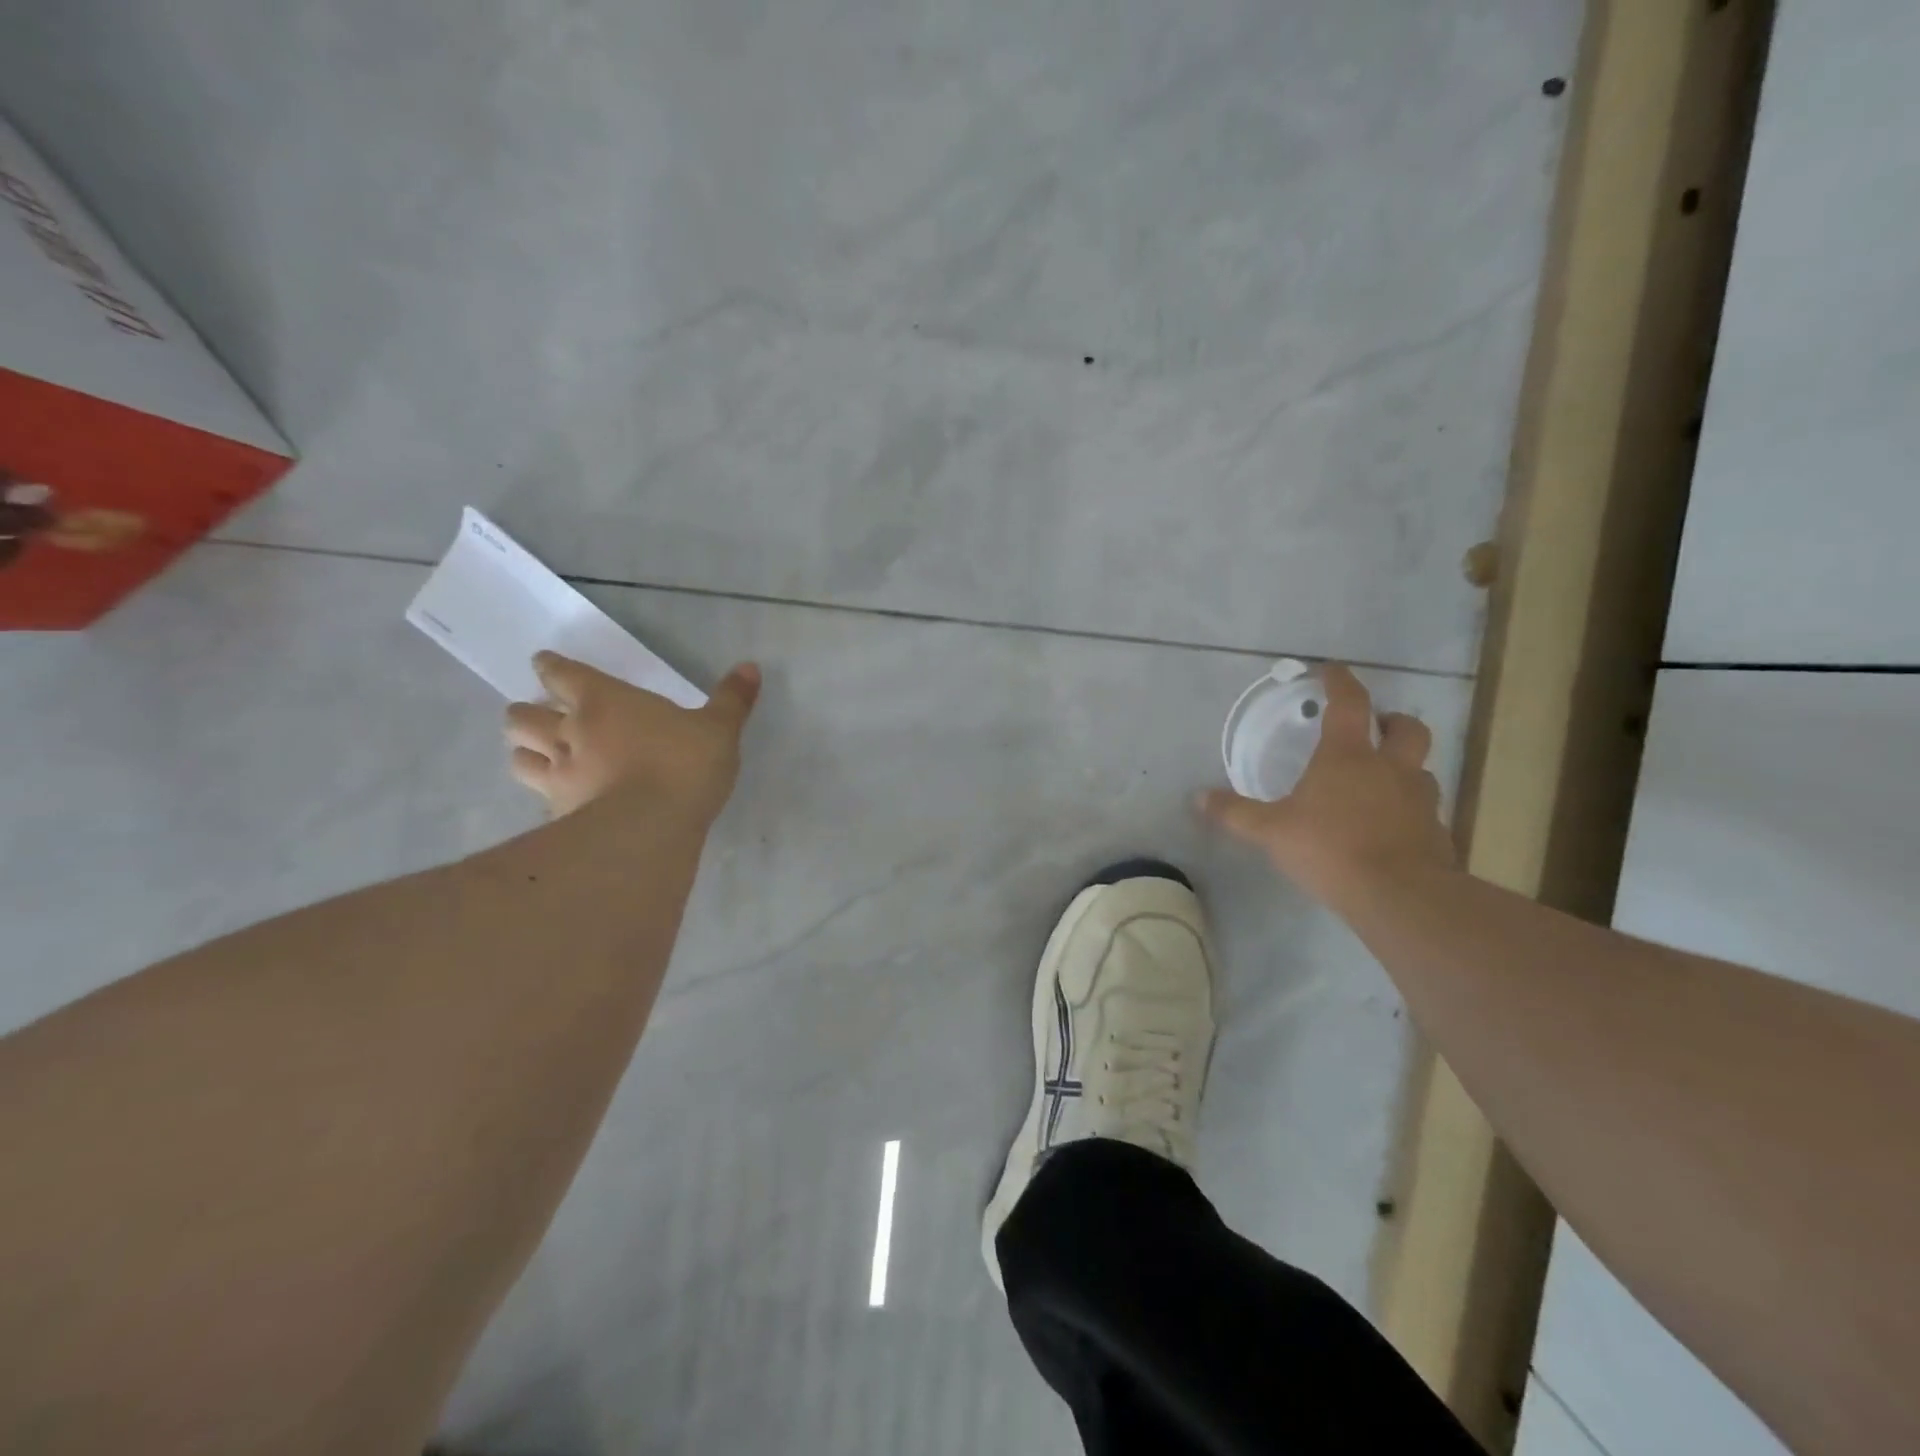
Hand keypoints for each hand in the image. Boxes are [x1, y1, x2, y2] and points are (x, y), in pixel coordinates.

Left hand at [504, 653, 760, 822]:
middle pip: (522, 715)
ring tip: (540, 755)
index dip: (551, 667)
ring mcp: (558, 776)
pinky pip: (538, 799)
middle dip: (527, 712)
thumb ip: (732, 699)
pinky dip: (545, 796)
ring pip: (519, 756)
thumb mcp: (719, 728)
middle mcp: (569, 733)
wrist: (649, 829)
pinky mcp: (558, 814)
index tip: (546, 664)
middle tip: (543, 716)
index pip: (561, 673)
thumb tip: (750, 667)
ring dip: (526, 751)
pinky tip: (562, 802)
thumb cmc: (682, 765)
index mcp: (603, 701)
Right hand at [1200, 665, 1454, 907]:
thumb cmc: (1330, 849)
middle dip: (1392, 722)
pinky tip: (1389, 830)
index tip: (1330, 670)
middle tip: (1373, 731)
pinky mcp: (1436, 833)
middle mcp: (1391, 768)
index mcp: (1348, 756)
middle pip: (1407, 728)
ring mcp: (1420, 800)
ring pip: (1420, 770)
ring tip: (1379, 786)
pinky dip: (1408, 811)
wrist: (1399, 897)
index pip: (1349, 702)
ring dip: (1403, 768)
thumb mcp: (1271, 831)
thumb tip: (1198, 798)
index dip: (1340, 681)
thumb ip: (1235, 813)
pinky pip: (1424, 811)